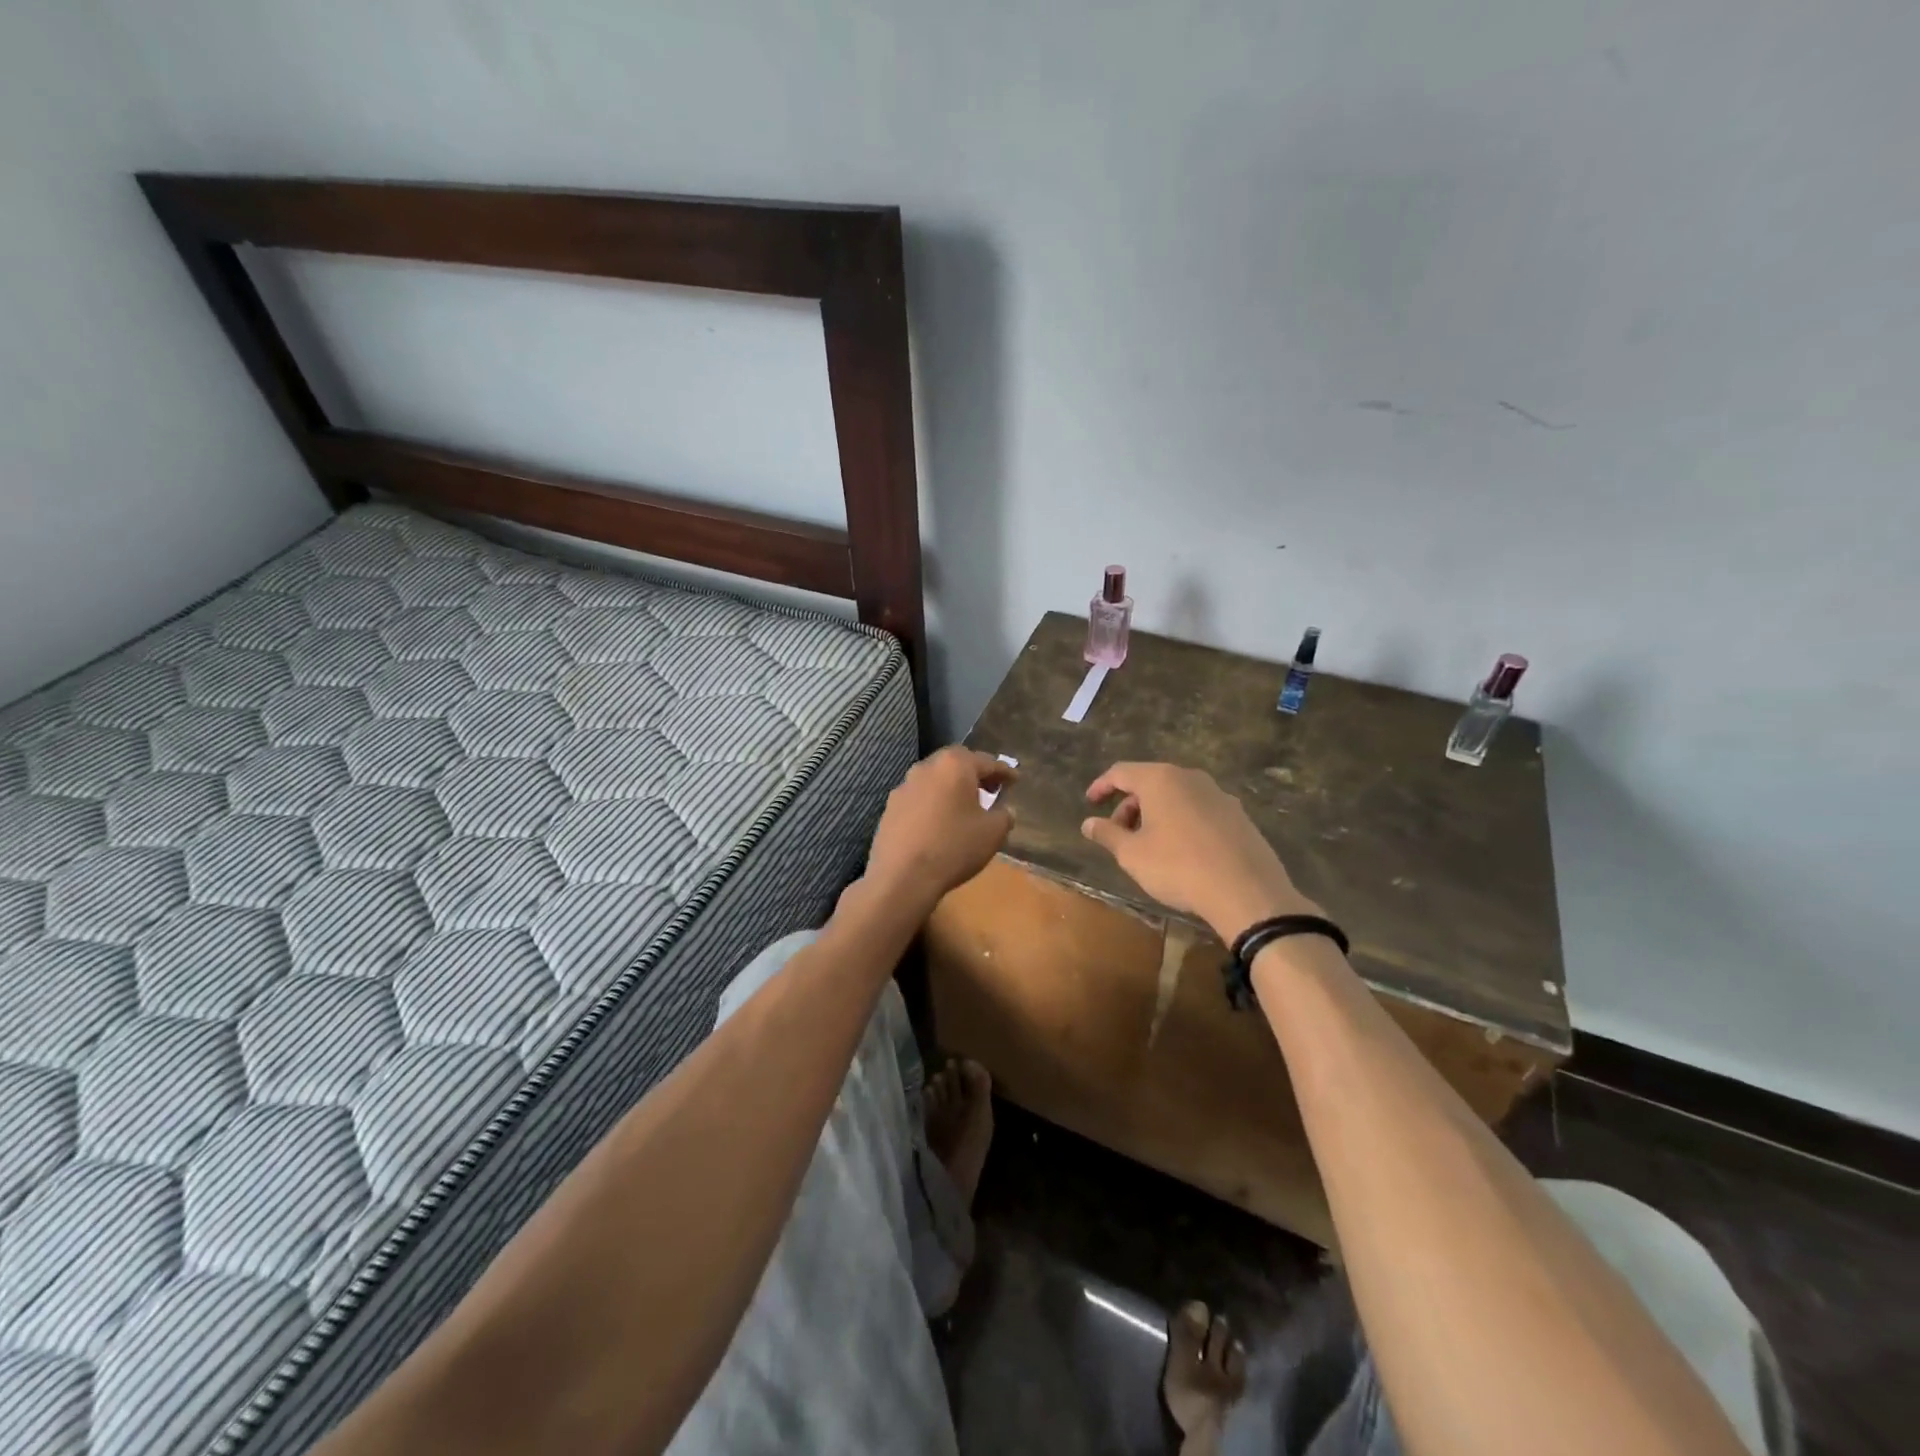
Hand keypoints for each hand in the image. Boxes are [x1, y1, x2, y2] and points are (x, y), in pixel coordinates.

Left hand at [865, 747, 1016, 910]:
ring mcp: (904, 786)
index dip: (1004, 772)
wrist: (902, 877)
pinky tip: (939, 822)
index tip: (1015, 780)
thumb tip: (1005, 810)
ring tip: (964, 807)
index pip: (986, 762)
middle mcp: (926, 767)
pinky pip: (919, 798)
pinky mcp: (890, 807)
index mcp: (955, 765)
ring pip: (935, 779)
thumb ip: (1005, 815)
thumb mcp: (993, 833)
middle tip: (990, 789)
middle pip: (956, 763)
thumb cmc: (954, 847)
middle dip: (975, 774)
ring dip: (951, 788)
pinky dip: (933, 803)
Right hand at [1082, 762, 1318, 941]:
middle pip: (1151, 782)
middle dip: (1130, 806)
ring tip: (1149, 845)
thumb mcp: (1132, 854)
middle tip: (1119, 834)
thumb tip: (1089, 823)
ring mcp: (1219, 795)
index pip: (1121, 772)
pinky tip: (1181, 851)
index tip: (1090, 803)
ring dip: (1156, 814)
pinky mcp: (1239, 815)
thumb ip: (1107, 834)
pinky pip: (1199, 810)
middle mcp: (1191, 778)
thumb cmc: (1178, 867)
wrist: (1246, 892)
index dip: (1102, 786)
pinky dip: (1182, 822)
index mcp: (1161, 779)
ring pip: (1177, 796)